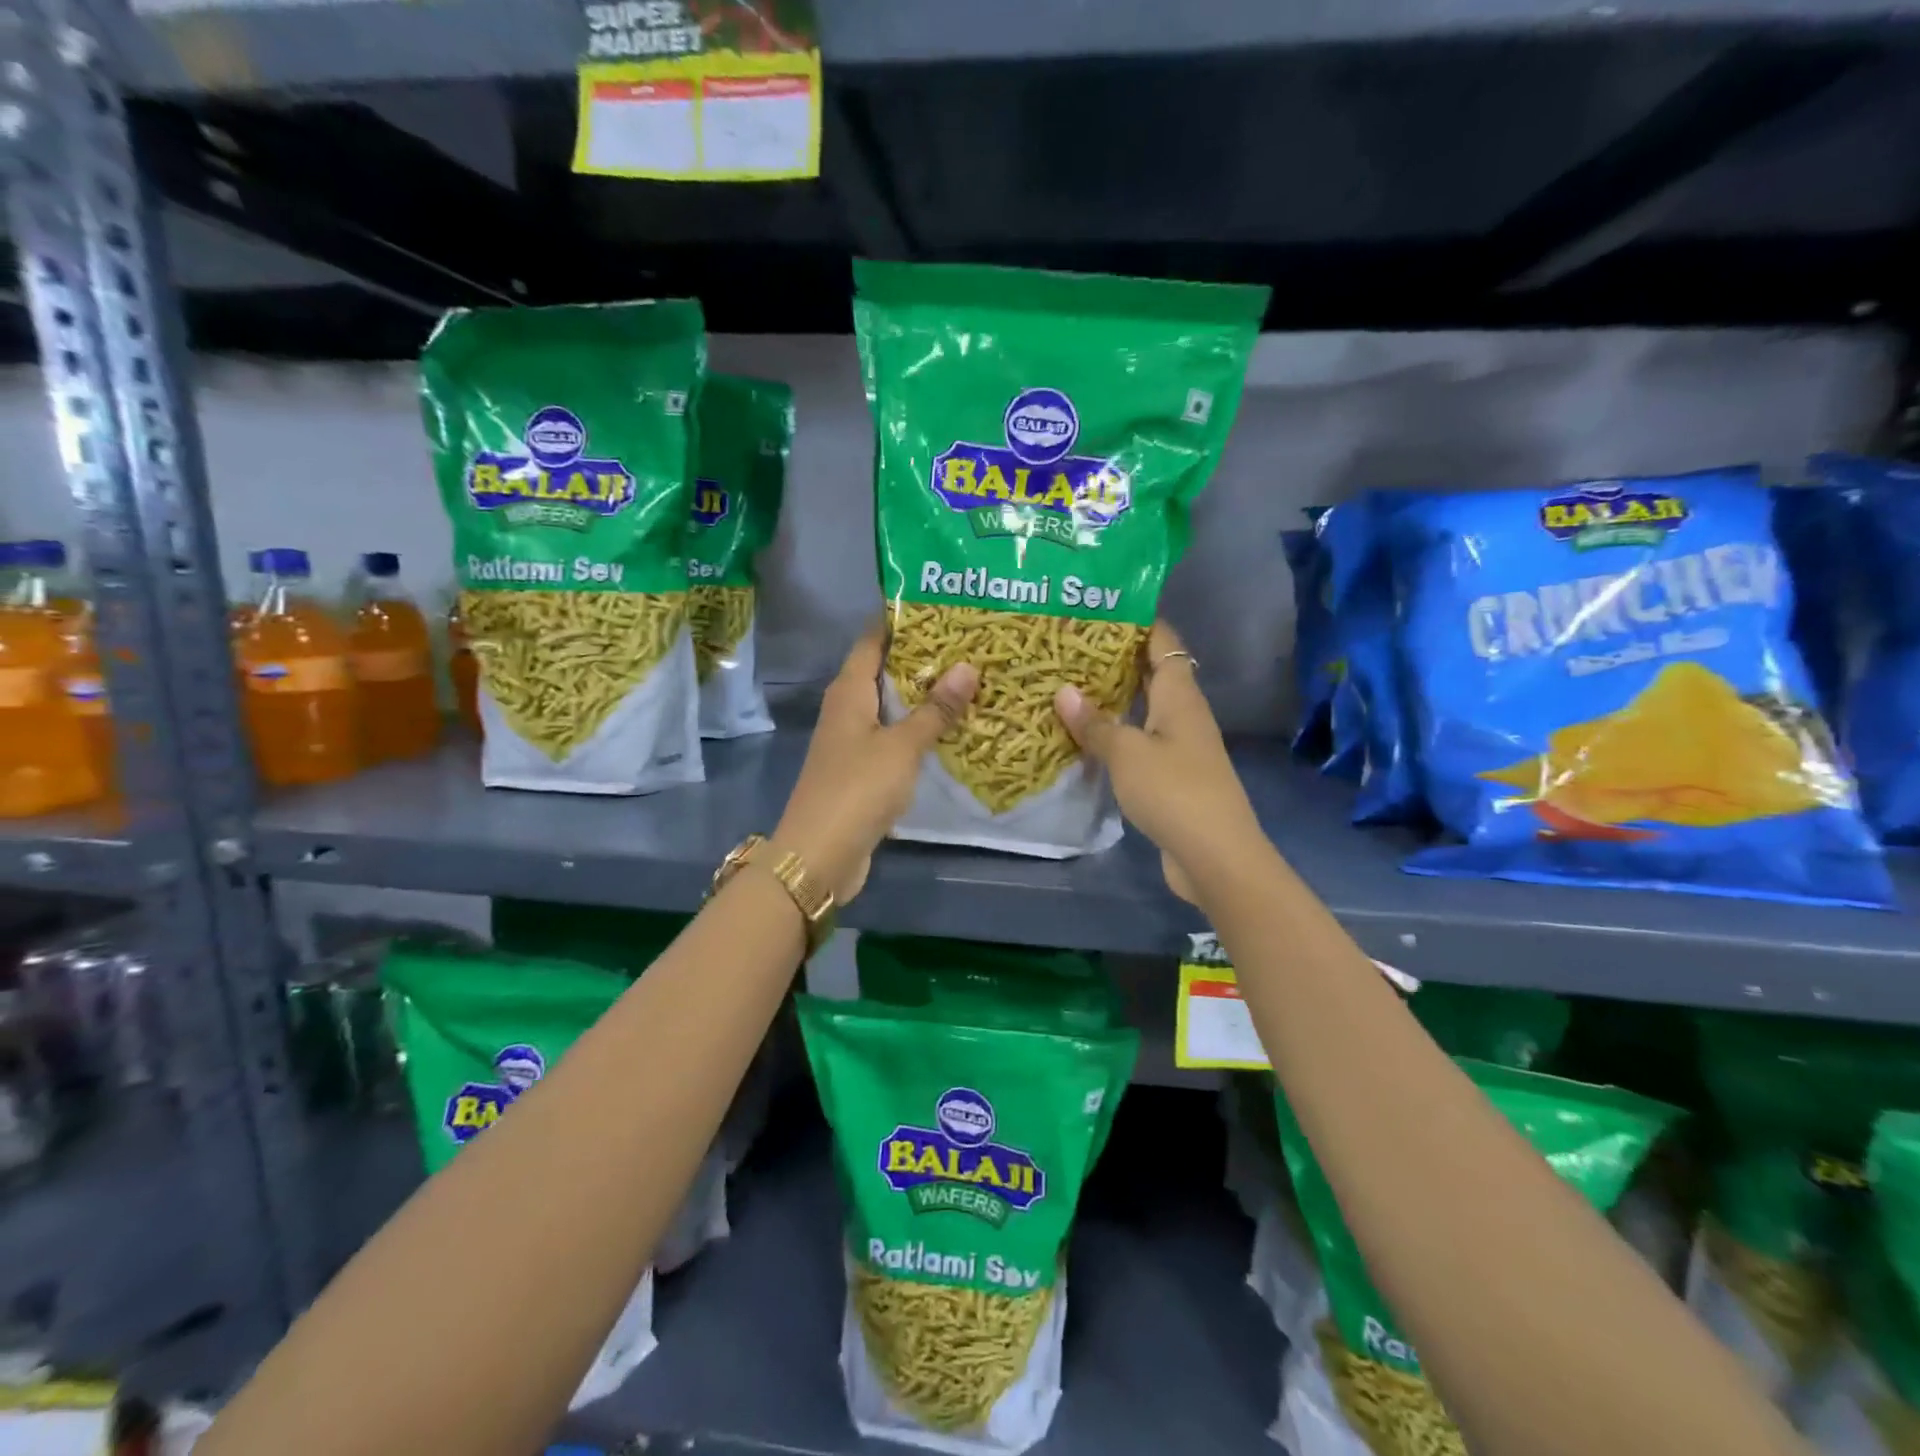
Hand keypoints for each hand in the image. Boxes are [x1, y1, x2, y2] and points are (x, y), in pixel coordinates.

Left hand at [774, 626, 977, 901]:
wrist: (819, 855)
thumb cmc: (857, 789)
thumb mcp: (902, 746)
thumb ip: (935, 709)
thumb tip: (968, 666)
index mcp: (849, 690)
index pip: (873, 639)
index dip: (902, 620)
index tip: (942, 605)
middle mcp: (847, 708)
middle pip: (885, 670)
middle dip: (924, 658)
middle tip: (971, 642)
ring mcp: (852, 741)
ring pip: (892, 706)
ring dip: (924, 696)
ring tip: (970, 679)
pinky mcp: (862, 770)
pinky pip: (894, 737)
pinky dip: (919, 730)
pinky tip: (951, 729)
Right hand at [1053, 620, 1266, 904]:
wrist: (1215, 855)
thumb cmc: (1173, 791)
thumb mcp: (1127, 753)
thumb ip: (1096, 723)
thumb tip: (1064, 691)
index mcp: (1180, 696)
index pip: (1163, 642)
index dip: (1139, 621)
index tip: (1102, 605)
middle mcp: (1184, 714)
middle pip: (1152, 673)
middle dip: (1116, 658)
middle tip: (1070, 646)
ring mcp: (1181, 746)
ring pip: (1145, 709)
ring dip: (1114, 698)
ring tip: (1070, 685)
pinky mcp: (1173, 776)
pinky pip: (1141, 741)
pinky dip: (1117, 733)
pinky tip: (1087, 736)